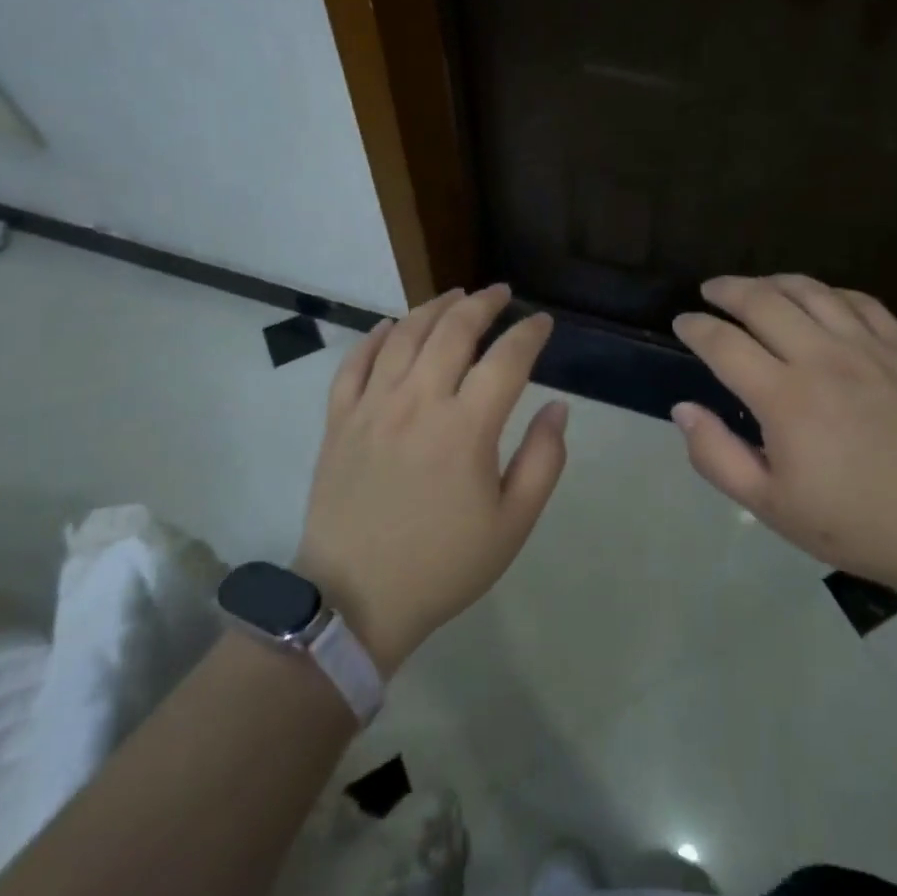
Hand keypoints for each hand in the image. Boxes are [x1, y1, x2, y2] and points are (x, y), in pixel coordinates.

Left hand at [295, 284, 568, 674]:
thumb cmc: (443, 565)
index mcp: (466, 428)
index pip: (506, 359)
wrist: (354, 602)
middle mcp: (418, 402)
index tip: (542, 322)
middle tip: (500, 293)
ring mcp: (372, 407)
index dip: (529, 334)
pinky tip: (391, 325)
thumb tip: (557, 407)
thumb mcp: (512, 525)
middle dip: (482, 304)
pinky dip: (375, 336)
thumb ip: (543, 460)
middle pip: (453, 330)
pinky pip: (354, 362)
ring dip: (433, 307)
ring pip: (404, 335)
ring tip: (455, 295)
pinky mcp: (339, 420)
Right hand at [671, 274, 896, 593]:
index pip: (724, 344)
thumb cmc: (853, 522)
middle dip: (727, 290)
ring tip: (757, 287)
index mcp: (785, 398)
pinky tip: (819, 301)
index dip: (695, 328)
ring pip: (811, 291)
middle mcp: (822, 358)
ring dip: (774, 282)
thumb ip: (717, 456)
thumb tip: (683, 409)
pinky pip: (860, 301)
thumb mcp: (770, 506)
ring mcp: (867, 348)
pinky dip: (829, 293)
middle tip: (710, 292)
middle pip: (763, 301)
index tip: (682, 323)